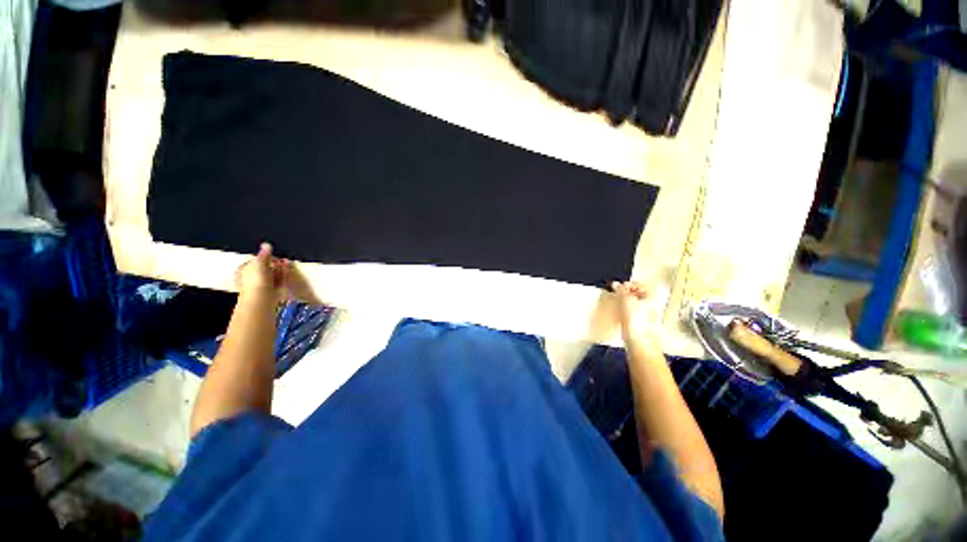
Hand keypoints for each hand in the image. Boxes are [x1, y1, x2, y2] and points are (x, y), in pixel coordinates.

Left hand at [236, 243, 291, 300]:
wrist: (260, 298)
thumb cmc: (256, 280)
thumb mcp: (259, 262)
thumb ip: (264, 253)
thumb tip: (266, 244)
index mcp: (244, 269)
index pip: (256, 260)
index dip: (267, 257)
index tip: (277, 256)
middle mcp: (250, 278)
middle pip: (265, 268)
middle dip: (275, 265)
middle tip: (285, 262)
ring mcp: (260, 285)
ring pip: (272, 275)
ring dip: (280, 271)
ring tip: (288, 267)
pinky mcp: (270, 292)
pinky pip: (277, 282)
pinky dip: (283, 278)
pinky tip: (288, 275)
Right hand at [611, 281, 661, 346]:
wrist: (640, 344)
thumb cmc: (638, 324)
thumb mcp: (627, 301)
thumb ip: (621, 291)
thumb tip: (617, 285)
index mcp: (652, 298)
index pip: (640, 285)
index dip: (629, 284)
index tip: (619, 287)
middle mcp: (651, 306)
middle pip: (637, 294)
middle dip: (626, 293)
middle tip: (616, 294)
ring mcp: (646, 316)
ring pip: (634, 304)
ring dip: (624, 302)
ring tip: (617, 303)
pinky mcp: (640, 324)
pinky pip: (631, 313)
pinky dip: (624, 312)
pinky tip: (619, 315)